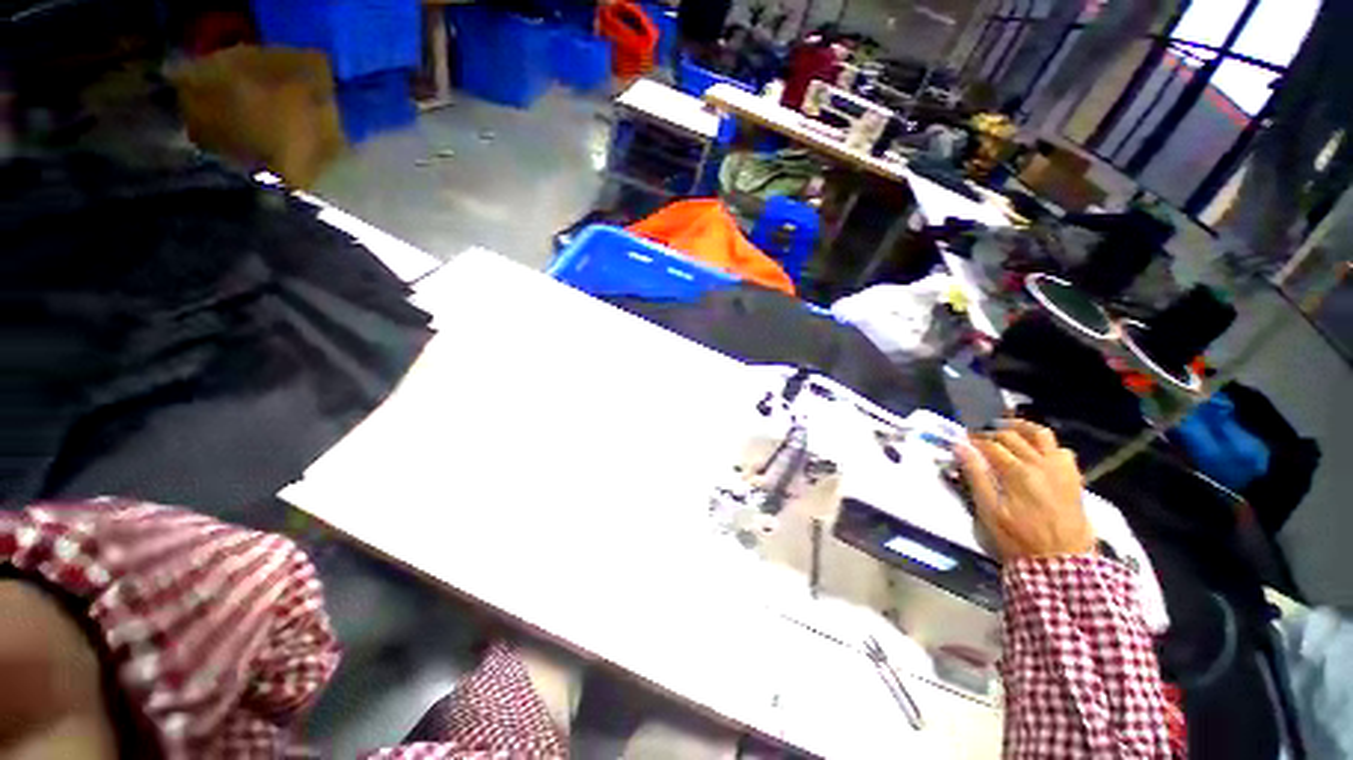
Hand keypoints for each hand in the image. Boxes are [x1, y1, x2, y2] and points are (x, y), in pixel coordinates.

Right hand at [955, 420, 1094, 560]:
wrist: (1062, 560)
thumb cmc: (1019, 537)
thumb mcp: (989, 510)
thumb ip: (975, 476)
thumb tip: (960, 447)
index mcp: (1017, 472)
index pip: (990, 444)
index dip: (973, 440)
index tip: (961, 439)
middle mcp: (1040, 463)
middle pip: (1011, 436)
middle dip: (990, 432)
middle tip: (976, 436)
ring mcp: (1059, 468)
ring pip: (1040, 434)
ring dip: (1020, 428)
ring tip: (1005, 429)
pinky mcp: (1072, 476)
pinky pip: (1060, 449)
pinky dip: (1045, 444)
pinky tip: (1035, 451)